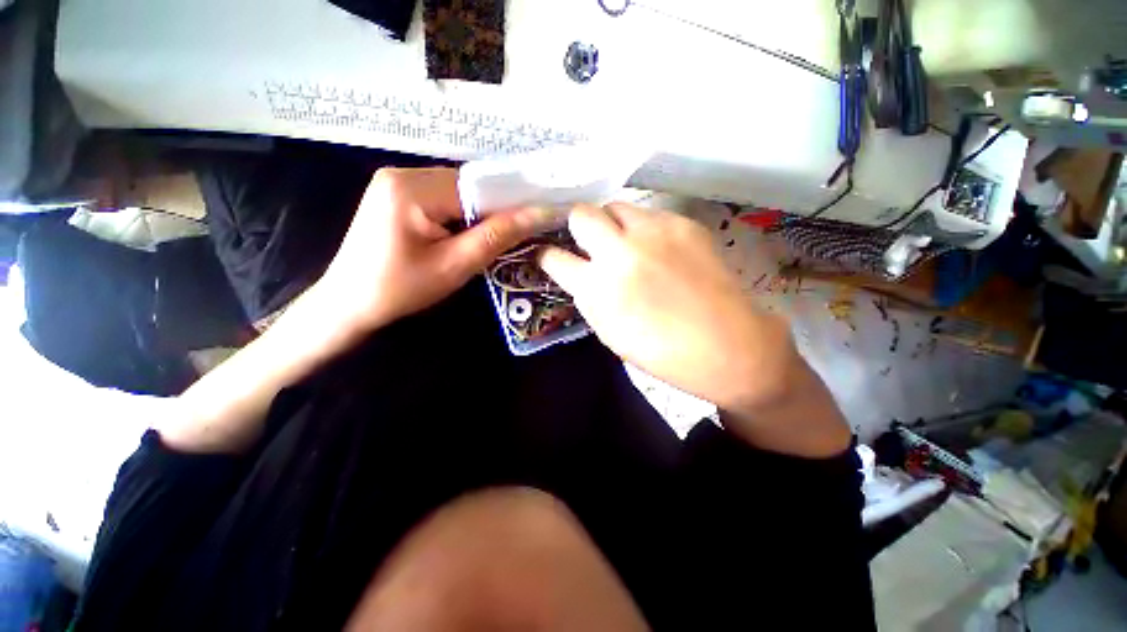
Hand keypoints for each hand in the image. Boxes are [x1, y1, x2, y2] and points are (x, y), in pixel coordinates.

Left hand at [317, 167, 550, 332]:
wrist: (349, 304)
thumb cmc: (400, 289)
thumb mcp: (455, 266)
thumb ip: (498, 236)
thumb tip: (539, 213)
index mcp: (412, 188)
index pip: (478, 186)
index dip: (510, 204)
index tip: (536, 222)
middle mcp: (402, 174)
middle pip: (468, 186)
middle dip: (492, 212)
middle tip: (510, 239)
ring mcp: (396, 182)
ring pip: (458, 192)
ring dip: (477, 215)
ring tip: (486, 241)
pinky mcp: (396, 194)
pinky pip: (442, 198)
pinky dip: (460, 216)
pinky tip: (462, 236)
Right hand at [538, 204, 849, 455]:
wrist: (728, 346)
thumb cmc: (662, 351)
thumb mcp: (610, 331)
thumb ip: (589, 295)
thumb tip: (578, 272)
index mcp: (597, 288)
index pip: (554, 258)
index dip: (547, 255)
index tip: (550, 256)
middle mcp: (620, 251)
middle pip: (582, 214)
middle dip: (578, 226)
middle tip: (590, 242)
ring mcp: (653, 232)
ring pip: (616, 206)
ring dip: (612, 224)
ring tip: (625, 243)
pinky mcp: (683, 223)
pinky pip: (650, 214)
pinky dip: (644, 228)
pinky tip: (657, 249)